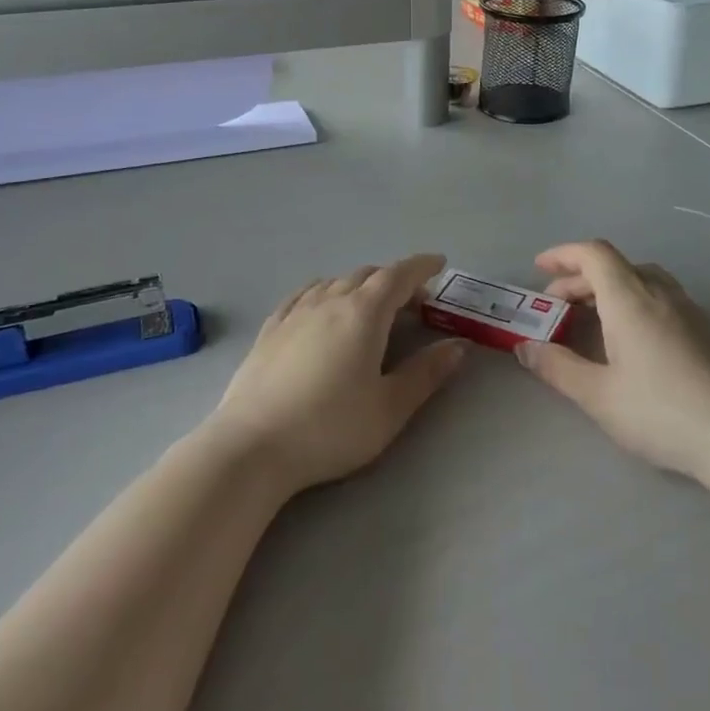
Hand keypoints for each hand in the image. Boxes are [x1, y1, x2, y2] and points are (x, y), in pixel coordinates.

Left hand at [211, 255, 465, 494]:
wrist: (252, 446)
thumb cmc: (330, 428)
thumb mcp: (389, 408)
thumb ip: (426, 373)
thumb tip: (458, 346)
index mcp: (363, 313)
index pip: (399, 275)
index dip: (422, 267)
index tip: (439, 263)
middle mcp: (329, 300)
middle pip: (368, 275)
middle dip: (395, 280)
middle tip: (414, 302)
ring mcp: (295, 312)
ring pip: (335, 281)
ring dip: (361, 285)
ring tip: (372, 306)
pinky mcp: (270, 328)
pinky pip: (305, 294)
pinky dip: (326, 291)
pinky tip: (323, 306)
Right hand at [516, 241, 709, 480]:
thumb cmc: (660, 411)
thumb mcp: (597, 394)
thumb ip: (558, 367)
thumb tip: (526, 348)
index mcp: (630, 299)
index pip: (594, 254)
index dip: (563, 254)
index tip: (539, 268)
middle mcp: (659, 293)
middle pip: (615, 266)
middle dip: (579, 278)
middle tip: (555, 305)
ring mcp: (687, 310)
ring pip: (640, 279)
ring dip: (608, 287)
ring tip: (589, 316)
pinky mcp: (703, 330)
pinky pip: (659, 296)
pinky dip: (632, 300)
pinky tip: (628, 336)